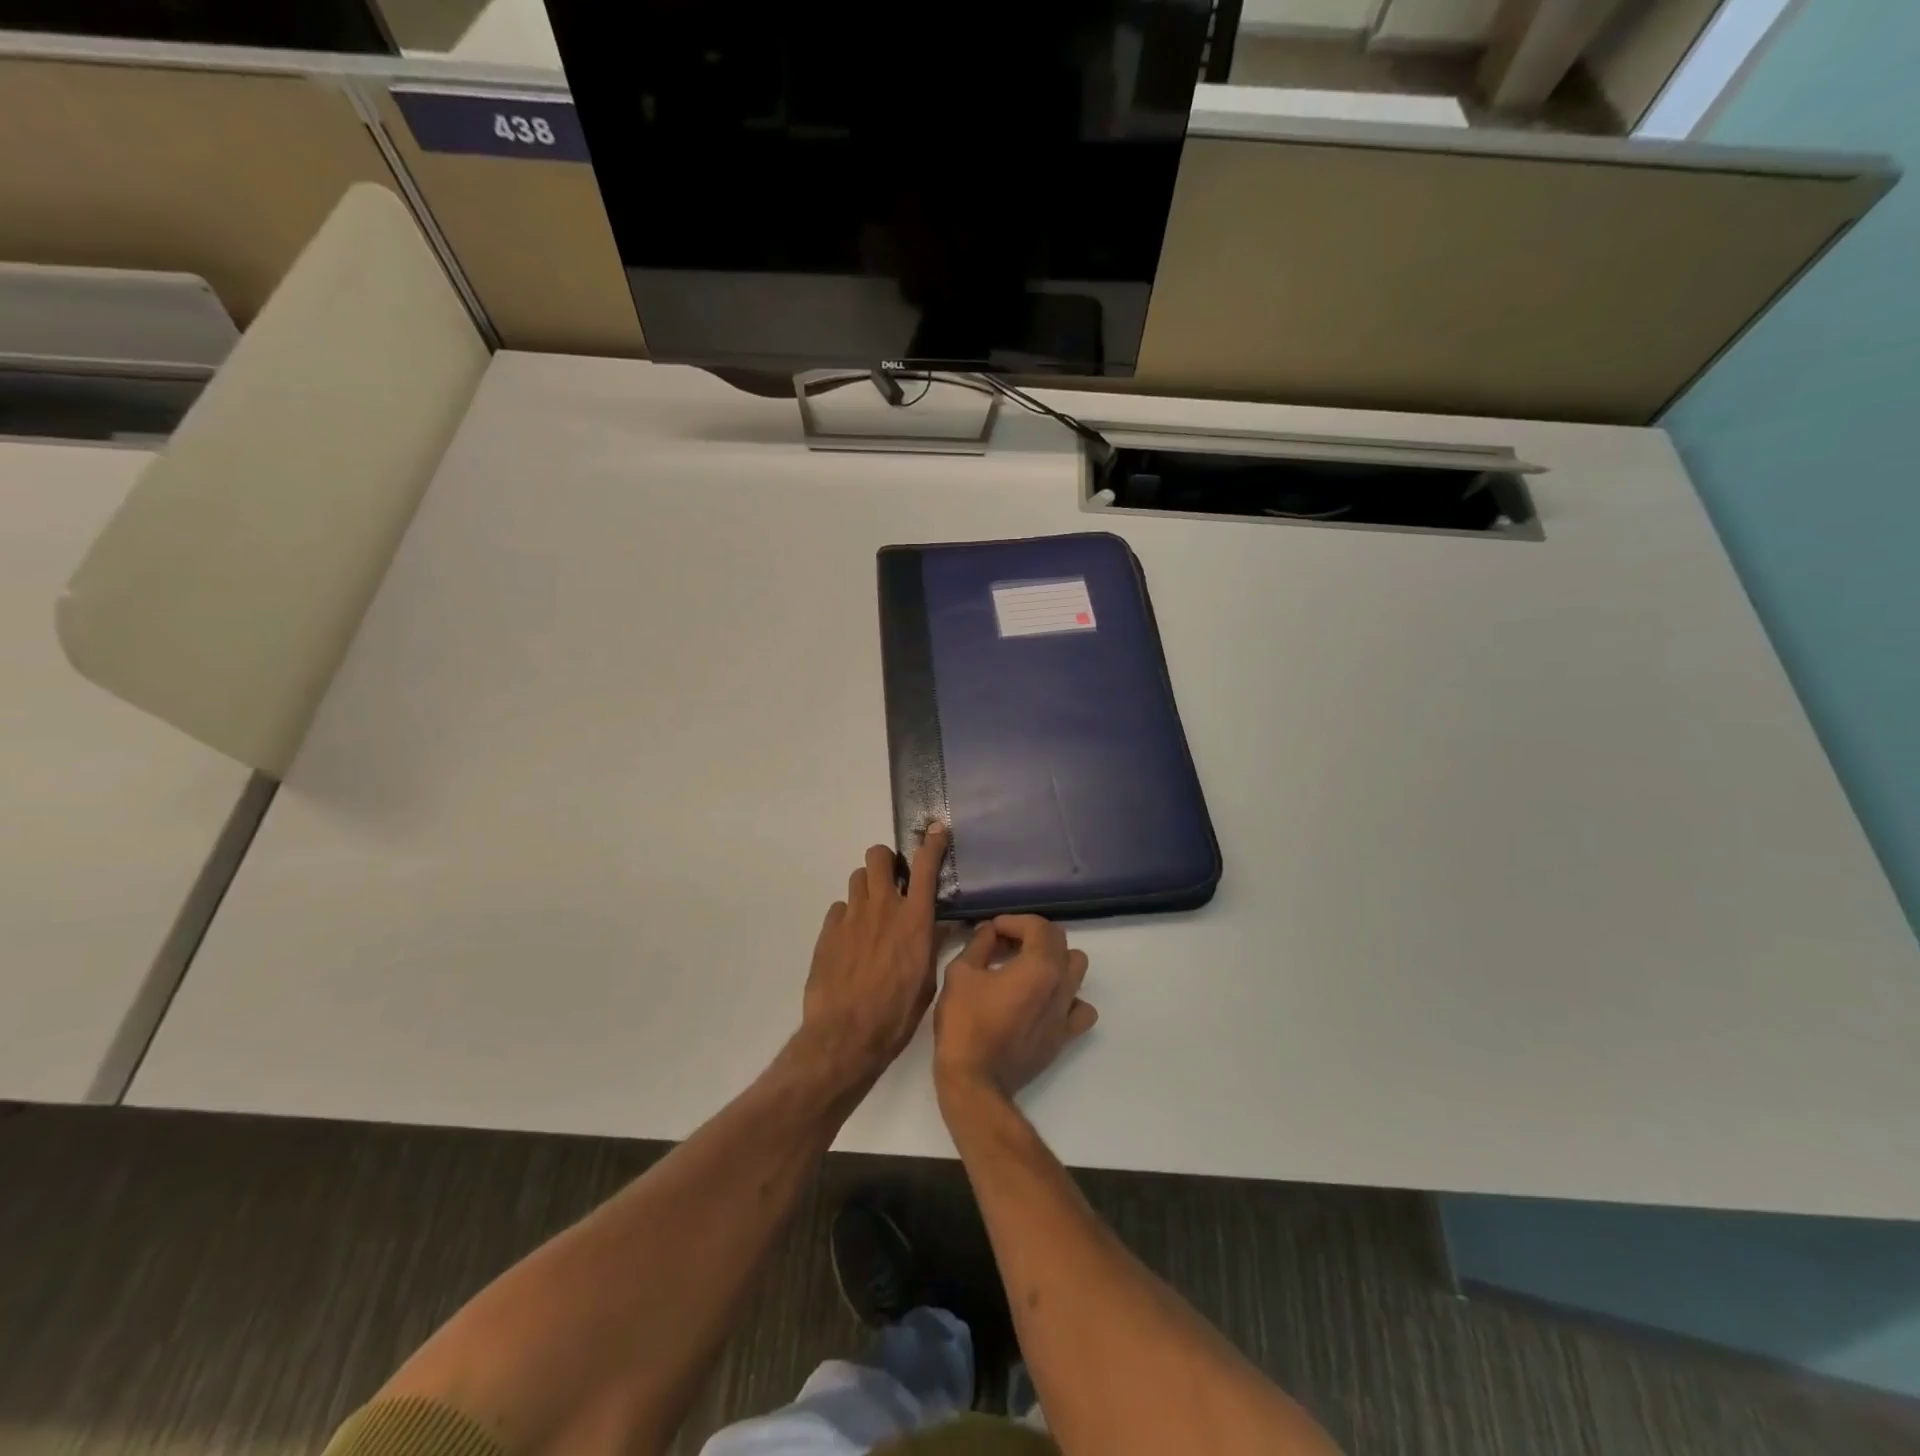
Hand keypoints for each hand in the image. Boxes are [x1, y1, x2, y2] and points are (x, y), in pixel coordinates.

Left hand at [797, 824, 947, 1091]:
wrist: (847, 1035)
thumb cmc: (897, 1013)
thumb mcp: (927, 979)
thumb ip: (928, 944)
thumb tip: (934, 927)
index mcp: (914, 918)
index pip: (925, 866)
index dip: (931, 843)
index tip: (934, 829)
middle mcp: (882, 907)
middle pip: (878, 856)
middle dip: (886, 861)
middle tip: (892, 880)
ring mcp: (851, 917)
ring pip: (857, 878)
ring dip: (867, 887)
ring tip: (872, 913)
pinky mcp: (828, 932)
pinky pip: (839, 909)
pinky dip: (848, 917)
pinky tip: (852, 941)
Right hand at [933, 915, 1096, 1099]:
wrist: (974, 1080)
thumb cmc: (965, 1023)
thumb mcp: (960, 973)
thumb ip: (979, 944)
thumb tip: (990, 931)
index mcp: (1039, 966)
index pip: (1038, 926)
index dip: (1013, 921)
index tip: (992, 930)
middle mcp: (1061, 984)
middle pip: (1060, 941)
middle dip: (1032, 935)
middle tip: (1004, 944)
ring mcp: (1066, 1012)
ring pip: (1077, 969)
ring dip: (1055, 960)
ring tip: (1027, 968)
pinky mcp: (1064, 1036)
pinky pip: (1081, 1008)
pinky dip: (1069, 998)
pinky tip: (1046, 1001)